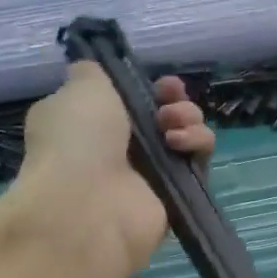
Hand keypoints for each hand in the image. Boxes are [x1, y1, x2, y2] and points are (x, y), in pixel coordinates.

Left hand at [12, 63, 213, 277]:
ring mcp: (147, 175)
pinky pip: (198, 163)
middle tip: (170, 101)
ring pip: (185, 136)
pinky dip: (197, 146)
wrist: (87, 206)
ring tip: (172, 127)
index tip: (156, 81)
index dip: (146, 86)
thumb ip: (92, 73)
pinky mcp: (174, 196)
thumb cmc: (77, 139)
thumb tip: (93, 71)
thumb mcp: (80, 88)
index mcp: (88, 123)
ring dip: (188, 120)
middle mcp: (117, 150)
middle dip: (174, 101)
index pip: (127, 100)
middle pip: (162, 116)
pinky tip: (181, 145)